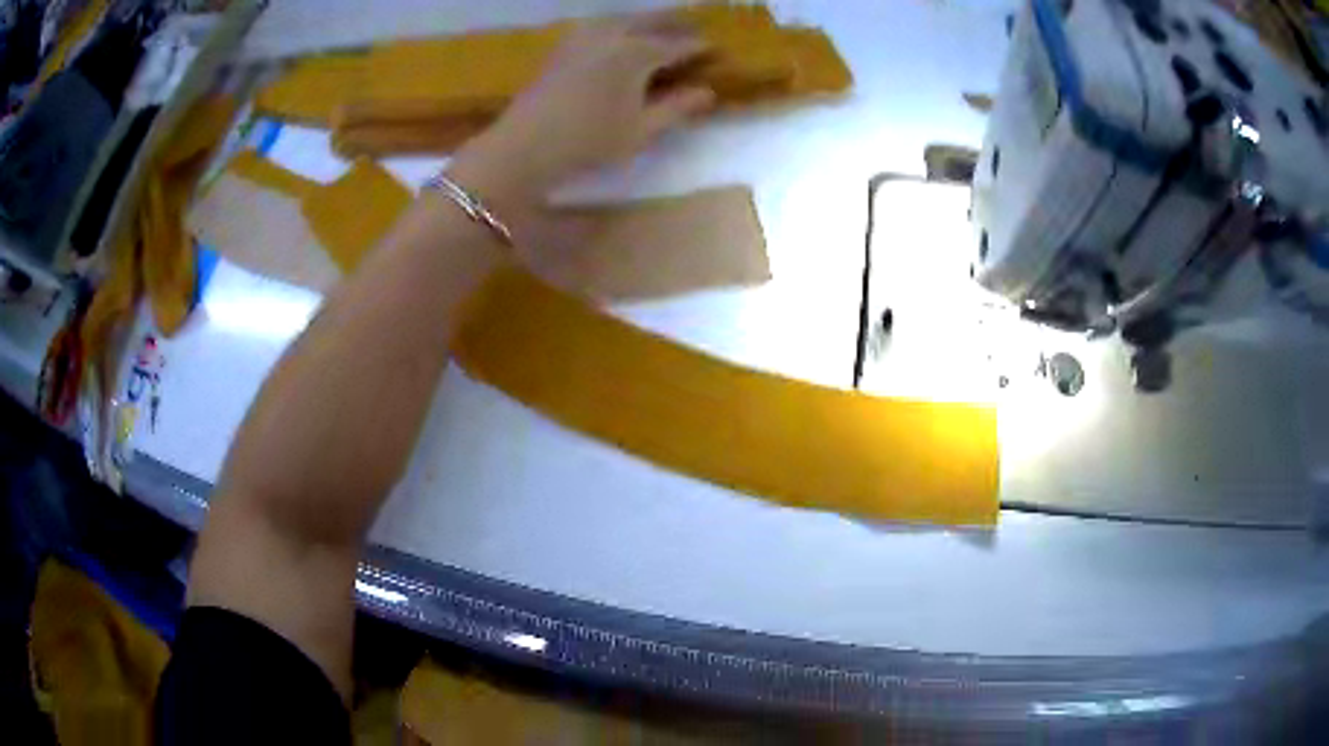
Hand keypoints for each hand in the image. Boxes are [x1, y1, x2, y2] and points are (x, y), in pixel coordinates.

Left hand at [448, 14, 714, 207]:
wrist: (523, 146)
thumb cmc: (588, 142)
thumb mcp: (641, 131)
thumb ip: (678, 107)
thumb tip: (709, 92)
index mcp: (637, 53)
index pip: (679, 44)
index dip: (701, 47)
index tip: (720, 50)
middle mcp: (612, 34)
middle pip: (652, 20)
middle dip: (677, 25)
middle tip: (696, 31)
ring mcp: (583, 36)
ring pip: (624, 18)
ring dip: (648, 21)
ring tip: (662, 29)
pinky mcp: (563, 46)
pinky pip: (601, 25)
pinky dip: (620, 25)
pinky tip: (620, 35)